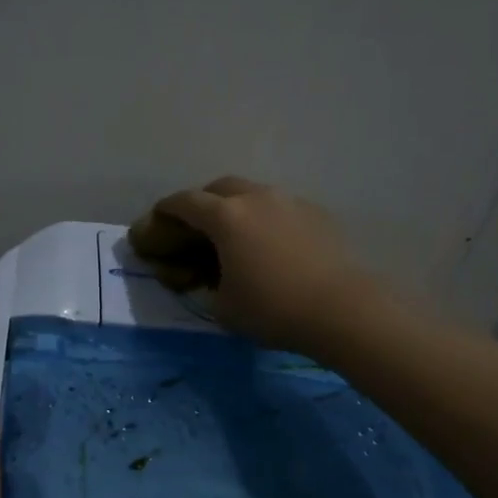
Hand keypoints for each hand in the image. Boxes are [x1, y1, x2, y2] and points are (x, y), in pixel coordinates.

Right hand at [129, 176, 379, 350]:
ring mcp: (289, 201)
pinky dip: (265, 217)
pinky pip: (279, 207)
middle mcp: (256, 198)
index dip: (164, 211)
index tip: (155, 220)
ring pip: (253, 193)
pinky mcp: (316, 213)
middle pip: (219, 187)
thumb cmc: (272, 309)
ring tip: (235, 234)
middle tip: (195, 226)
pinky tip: (270, 243)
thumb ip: (204, 284)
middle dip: (201, 202)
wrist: (341, 309)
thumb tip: (204, 276)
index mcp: (226, 217)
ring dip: (236, 207)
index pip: (184, 203)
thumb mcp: (222, 306)